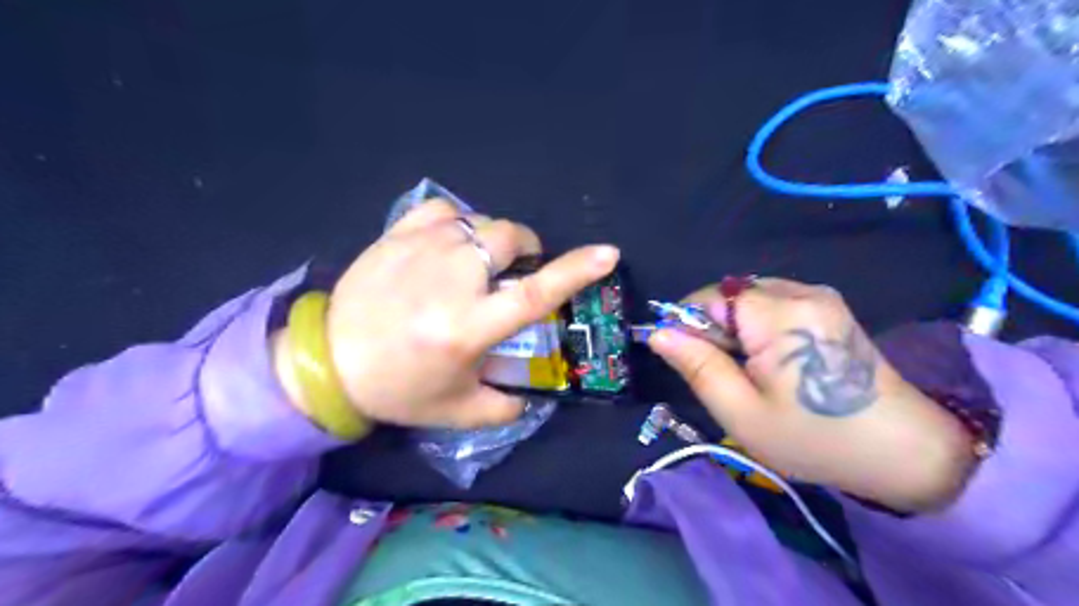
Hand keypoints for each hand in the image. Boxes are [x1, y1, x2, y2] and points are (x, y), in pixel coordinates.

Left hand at [298, 202, 620, 427]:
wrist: (327, 362)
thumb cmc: (397, 389)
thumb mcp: (458, 411)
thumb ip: (506, 406)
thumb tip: (534, 395)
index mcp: (468, 326)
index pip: (536, 293)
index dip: (576, 271)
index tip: (608, 253)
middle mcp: (451, 280)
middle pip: (509, 238)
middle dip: (526, 248)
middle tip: (515, 270)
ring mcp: (421, 249)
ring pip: (479, 222)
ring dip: (491, 241)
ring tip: (476, 264)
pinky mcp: (396, 235)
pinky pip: (442, 210)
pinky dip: (456, 222)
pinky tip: (448, 244)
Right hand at [649, 278, 979, 511]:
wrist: (904, 451)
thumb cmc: (815, 438)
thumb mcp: (742, 412)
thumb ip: (697, 366)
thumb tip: (658, 334)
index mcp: (779, 315)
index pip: (708, 296)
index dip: (689, 325)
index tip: (691, 361)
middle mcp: (800, 291)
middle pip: (730, 294)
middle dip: (716, 329)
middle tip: (727, 375)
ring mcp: (820, 296)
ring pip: (750, 298)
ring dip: (737, 328)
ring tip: (753, 371)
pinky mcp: (830, 306)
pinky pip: (774, 303)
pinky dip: (760, 327)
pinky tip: (776, 361)